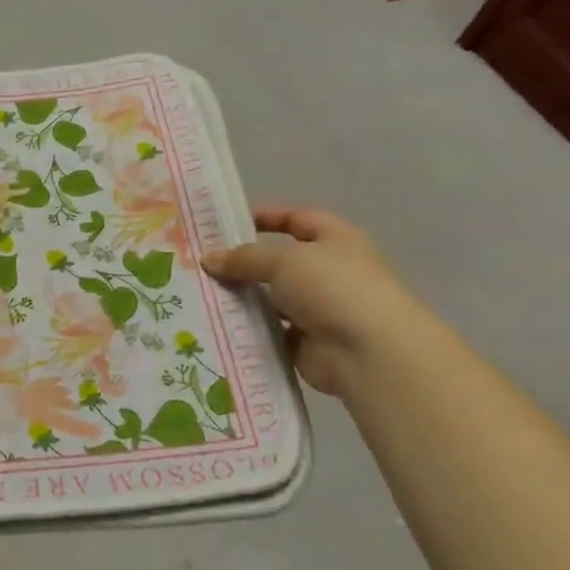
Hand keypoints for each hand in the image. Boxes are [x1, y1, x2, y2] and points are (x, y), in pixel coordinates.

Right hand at [203, 207, 425, 395]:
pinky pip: (271, 333)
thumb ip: (244, 258)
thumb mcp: (284, 260)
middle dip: (245, 263)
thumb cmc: (333, 288)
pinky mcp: (307, 344)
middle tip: (202, 264)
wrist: (369, 353)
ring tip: (200, 297)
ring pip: (272, 300)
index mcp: (336, 241)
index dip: (269, 217)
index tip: (230, 222)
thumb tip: (208, 259)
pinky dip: (249, 331)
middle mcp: (330, 273)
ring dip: (243, 300)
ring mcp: (320, 310)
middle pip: (280, 263)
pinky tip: (217, 327)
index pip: (299, 219)